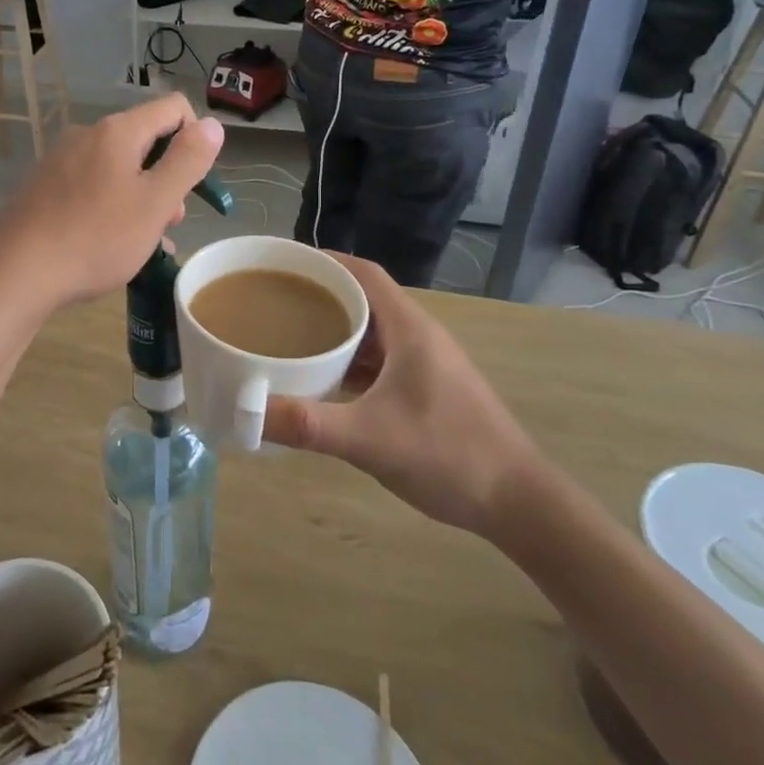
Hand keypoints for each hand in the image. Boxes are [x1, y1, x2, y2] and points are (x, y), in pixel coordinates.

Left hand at [0, 94, 223, 308]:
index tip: (194, 183)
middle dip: (167, 177)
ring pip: (117, 169)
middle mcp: (86, 135)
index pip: (173, 108)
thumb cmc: (95, 237)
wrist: (14, 272)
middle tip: (169, 223)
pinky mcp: (42, 188)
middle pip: (145, 140)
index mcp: (117, 131)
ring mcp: (60, 161)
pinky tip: (109, 246)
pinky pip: (91, 187)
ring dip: (140, 198)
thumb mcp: (154, 203)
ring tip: (142, 243)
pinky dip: (110, 208)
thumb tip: (213, 124)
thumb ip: (188, 161)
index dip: (196, 138)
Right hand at [263, 254, 541, 535]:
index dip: (325, 261)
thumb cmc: (449, 456)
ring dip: (336, 330)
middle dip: (321, 295)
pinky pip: (380, 361)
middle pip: (365, 299)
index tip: (284, 264)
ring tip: (290, 337)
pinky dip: (351, 362)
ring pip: (373, 333)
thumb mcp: (371, 440)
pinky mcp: (428, 391)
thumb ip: (308, 425)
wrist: (518, 502)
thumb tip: (245, 412)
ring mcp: (426, 365)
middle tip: (275, 303)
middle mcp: (419, 337)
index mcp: (410, 329)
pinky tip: (325, 382)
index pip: (364, 273)